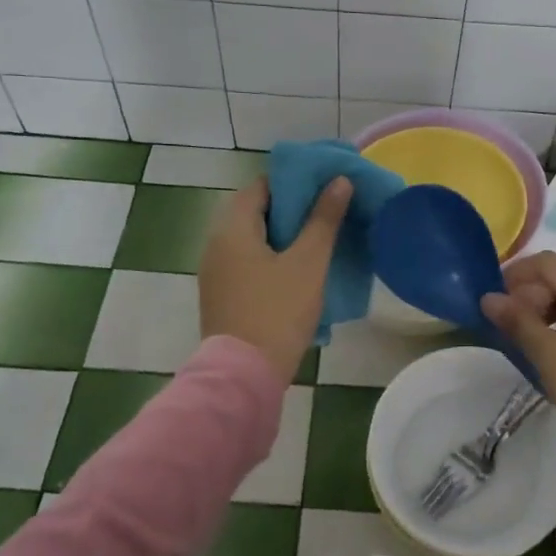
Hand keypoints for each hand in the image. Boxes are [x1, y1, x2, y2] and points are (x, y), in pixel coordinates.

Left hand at [199, 176, 350, 382]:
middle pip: (255, 211)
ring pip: (252, 238)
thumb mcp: (308, 262)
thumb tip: (340, 180)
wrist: (245, 374)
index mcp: (232, 228)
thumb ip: (324, 219)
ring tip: (318, 240)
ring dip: (282, 235)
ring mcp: (215, 271)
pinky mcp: (221, 294)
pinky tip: (297, 270)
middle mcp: (215, 243)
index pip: (261, 186)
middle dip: (292, 209)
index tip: (324, 187)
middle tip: (327, 213)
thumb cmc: (278, 311)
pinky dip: (270, 257)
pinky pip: (247, 261)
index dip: (294, 182)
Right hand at [481, 251, 555, 433]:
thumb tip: (488, 298)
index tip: (493, 295)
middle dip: (529, 293)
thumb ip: (517, 321)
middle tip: (505, 320)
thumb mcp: (549, 353)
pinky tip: (543, 348)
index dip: (517, 273)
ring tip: (520, 335)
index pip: (550, 264)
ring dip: (543, 311)